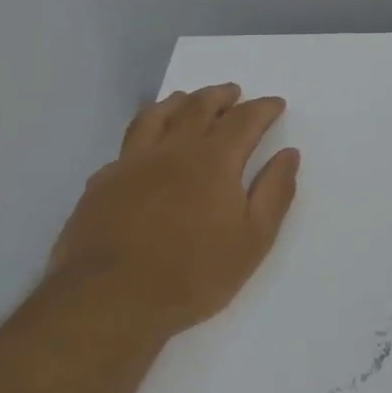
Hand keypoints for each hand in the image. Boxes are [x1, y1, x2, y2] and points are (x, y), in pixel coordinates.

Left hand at [47, 84, 299, 340]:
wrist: (110, 300)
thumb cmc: (193, 274)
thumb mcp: (253, 240)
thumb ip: (274, 193)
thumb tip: (288, 155)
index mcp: (214, 161)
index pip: (244, 120)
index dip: (262, 108)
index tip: (275, 104)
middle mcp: (172, 150)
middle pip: (198, 107)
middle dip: (220, 96)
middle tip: (233, 92)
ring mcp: (132, 163)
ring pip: (156, 116)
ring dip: (179, 102)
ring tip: (188, 100)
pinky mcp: (102, 182)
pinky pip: (127, 144)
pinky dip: (144, 132)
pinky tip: (146, 145)